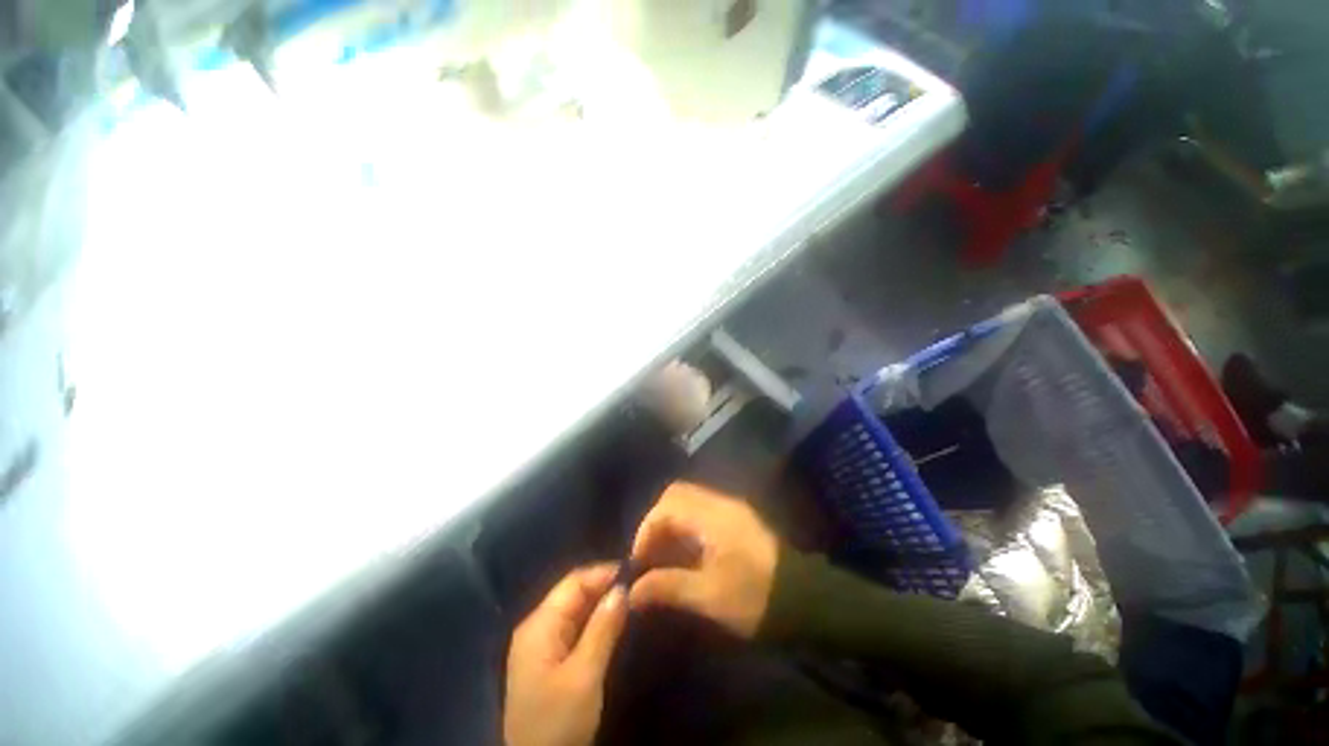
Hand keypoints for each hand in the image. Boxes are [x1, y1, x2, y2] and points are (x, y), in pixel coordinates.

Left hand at [504, 565, 627, 745]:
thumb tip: (623, 587)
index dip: (604, 573)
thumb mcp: (584, 675)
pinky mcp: (548, 662)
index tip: (636, 573)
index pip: (574, 582)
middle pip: (574, 594)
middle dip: (604, 587)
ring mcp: (541, 646)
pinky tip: (614, 625)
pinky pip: (574, 629)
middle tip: (638, 588)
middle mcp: (537, 627)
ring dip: (601, 604)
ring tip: (632, 602)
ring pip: (575, 611)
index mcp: (539, 624)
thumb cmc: (558, 723)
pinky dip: (594, 623)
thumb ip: (603, 627)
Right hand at [628, 482, 779, 638]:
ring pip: (689, 500)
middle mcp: (720, 502)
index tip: (639, 560)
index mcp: (712, 516)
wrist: (805, 598)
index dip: (647, 530)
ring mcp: (731, 508)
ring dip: (671, 522)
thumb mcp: (709, 597)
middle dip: (657, 521)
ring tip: (664, 556)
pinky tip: (687, 553)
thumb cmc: (756, 597)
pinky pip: (702, 510)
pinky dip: (686, 525)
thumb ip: (668, 587)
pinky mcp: (738, 518)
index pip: (667, 506)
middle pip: (677, 494)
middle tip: (650, 553)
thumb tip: (632, 590)